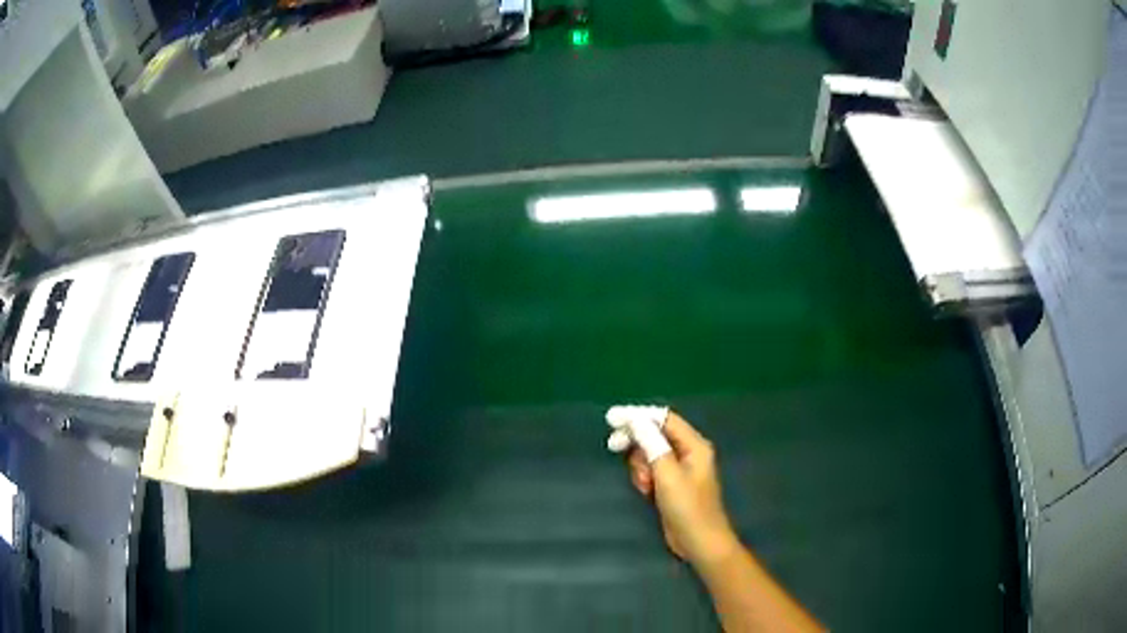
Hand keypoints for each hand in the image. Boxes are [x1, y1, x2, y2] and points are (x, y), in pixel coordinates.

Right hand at [626, 411, 740, 569]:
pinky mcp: (671, 484)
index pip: (664, 419)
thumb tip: (635, 420)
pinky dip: (645, 476)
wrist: (698, 542)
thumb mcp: (667, 474)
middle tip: (614, 446)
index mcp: (694, 445)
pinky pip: (652, 469)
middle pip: (656, 434)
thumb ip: (652, 444)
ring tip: (644, 483)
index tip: (611, 419)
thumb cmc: (687, 508)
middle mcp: (688, 452)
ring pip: (650, 453)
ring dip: (640, 464)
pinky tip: (645, 490)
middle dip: (636, 441)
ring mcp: (680, 469)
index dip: (638, 416)